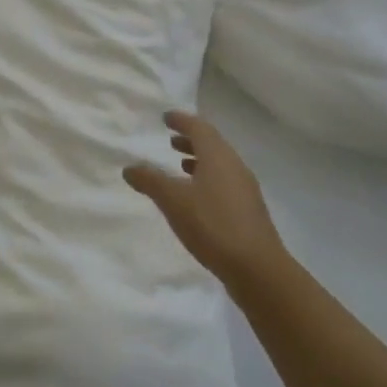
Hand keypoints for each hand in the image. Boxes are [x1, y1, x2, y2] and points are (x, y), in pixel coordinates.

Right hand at [124, 111, 286, 288]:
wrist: (257, 268)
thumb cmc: (212, 225)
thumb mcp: (173, 201)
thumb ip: (150, 181)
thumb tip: (129, 167)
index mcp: (218, 156)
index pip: (199, 127)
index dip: (181, 120)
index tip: (166, 118)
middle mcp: (235, 166)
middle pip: (212, 144)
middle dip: (190, 140)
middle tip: (170, 140)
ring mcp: (245, 189)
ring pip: (220, 165)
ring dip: (199, 160)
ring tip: (180, 166)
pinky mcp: (249, 210)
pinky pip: (225, 183)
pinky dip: (208, 179)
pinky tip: (197, 198)